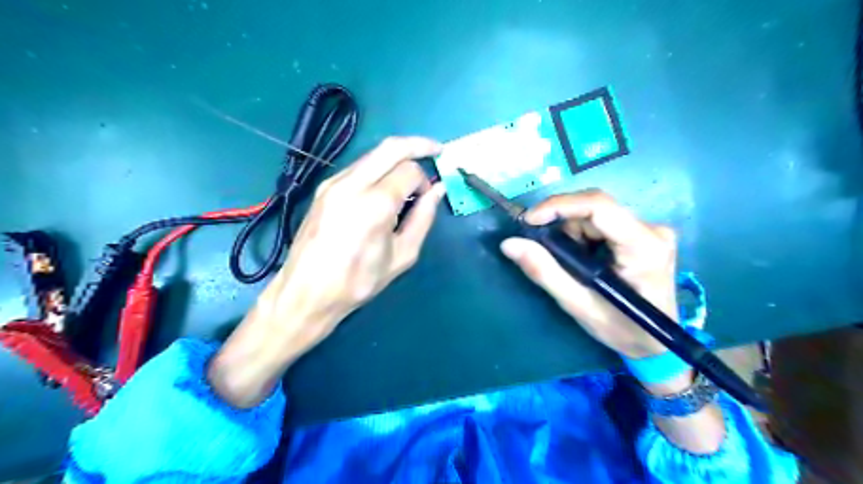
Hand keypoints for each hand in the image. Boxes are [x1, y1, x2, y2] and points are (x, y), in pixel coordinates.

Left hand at [205, 135, 439, 407]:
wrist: (306, 292)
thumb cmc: (358, 281)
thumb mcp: (402, 255)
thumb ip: (423, 218)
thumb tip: (437, 190)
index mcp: (375, 204)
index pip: (410, 171)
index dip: (425, 180)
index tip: (427, 197)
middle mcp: (352, 184)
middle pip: (391, 147)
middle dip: (418, 144)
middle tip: (436, 150)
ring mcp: (334, 183)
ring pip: (373, 154)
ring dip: (396, 157)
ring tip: (410, 175)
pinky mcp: (324, 188)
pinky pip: (358, 167)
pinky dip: (378, 168)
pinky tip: (384, 186)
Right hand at [500, 189, 681, 358]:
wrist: (657, 345)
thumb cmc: (622, 330)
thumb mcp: (578, 305)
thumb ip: (544, 272)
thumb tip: (509, 243)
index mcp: (643, 246)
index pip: (599, 206)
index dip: (559, 206)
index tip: (529, 221)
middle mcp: (652, 229)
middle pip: (594, 209)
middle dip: (562, 225)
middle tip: (544, 251)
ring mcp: (651, 229)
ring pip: (595, 214)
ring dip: (571, 233)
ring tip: (568, 264)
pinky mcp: (644, 232)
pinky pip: (602, 222)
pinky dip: (582, 236)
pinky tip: (582, 259)